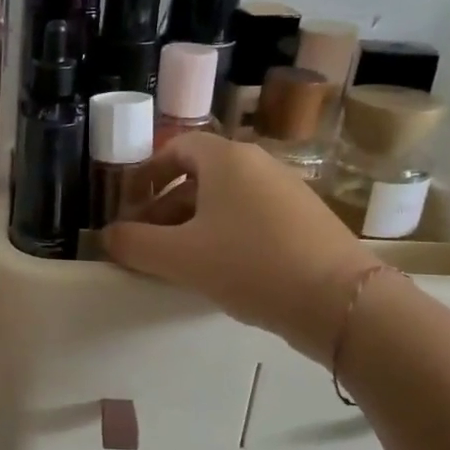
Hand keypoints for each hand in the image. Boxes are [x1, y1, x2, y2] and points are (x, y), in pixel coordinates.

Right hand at [102, 131, 379, 360]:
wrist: (340, 302)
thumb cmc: (249, 265)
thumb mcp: (179, 257)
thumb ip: (134, 244)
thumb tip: (108, 237)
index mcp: (227, 159)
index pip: (176, 148)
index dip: (147, 174)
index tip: (129, 206)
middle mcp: (259, 164)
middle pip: (199, 176)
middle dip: (165, 207)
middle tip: (147, 242)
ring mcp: (288, 191)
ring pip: (226, 199)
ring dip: (193, 224)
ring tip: (178, 262)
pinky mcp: (306, 220)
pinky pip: (252, 217)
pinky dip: (226, 234)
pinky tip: (221, 270)